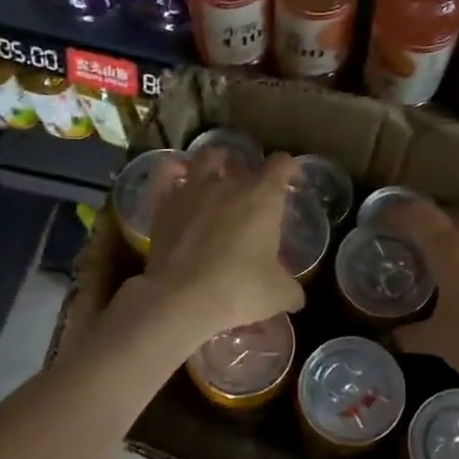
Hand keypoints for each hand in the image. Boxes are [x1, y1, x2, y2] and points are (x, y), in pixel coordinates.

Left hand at [128, 149, 305, 348]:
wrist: (182, 300)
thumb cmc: (239, 291)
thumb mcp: (280, 295)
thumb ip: (291, 288)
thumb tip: (295, 296)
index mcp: (263, 197)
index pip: (282, 164)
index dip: (291, 170)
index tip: (294, 183)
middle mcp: (228, 184)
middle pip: (244, 163)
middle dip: (252, 175)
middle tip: (255, 197)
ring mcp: (192, 191)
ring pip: (206, 158)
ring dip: (216, 163)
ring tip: (218, 176)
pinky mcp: (163, 205)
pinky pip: (166, 174)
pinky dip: (174, 171)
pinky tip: (179, 178)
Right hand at [386, 200, 458, 394]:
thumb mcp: (438, 341)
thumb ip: (408, 335)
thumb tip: (388, 338)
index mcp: (453, 250)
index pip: (418, 215)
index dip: (395, 212)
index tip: (380, 220)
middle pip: (449, 211)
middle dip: (427, 218)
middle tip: (412, 236)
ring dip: (458, 223)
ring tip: (448, 242)